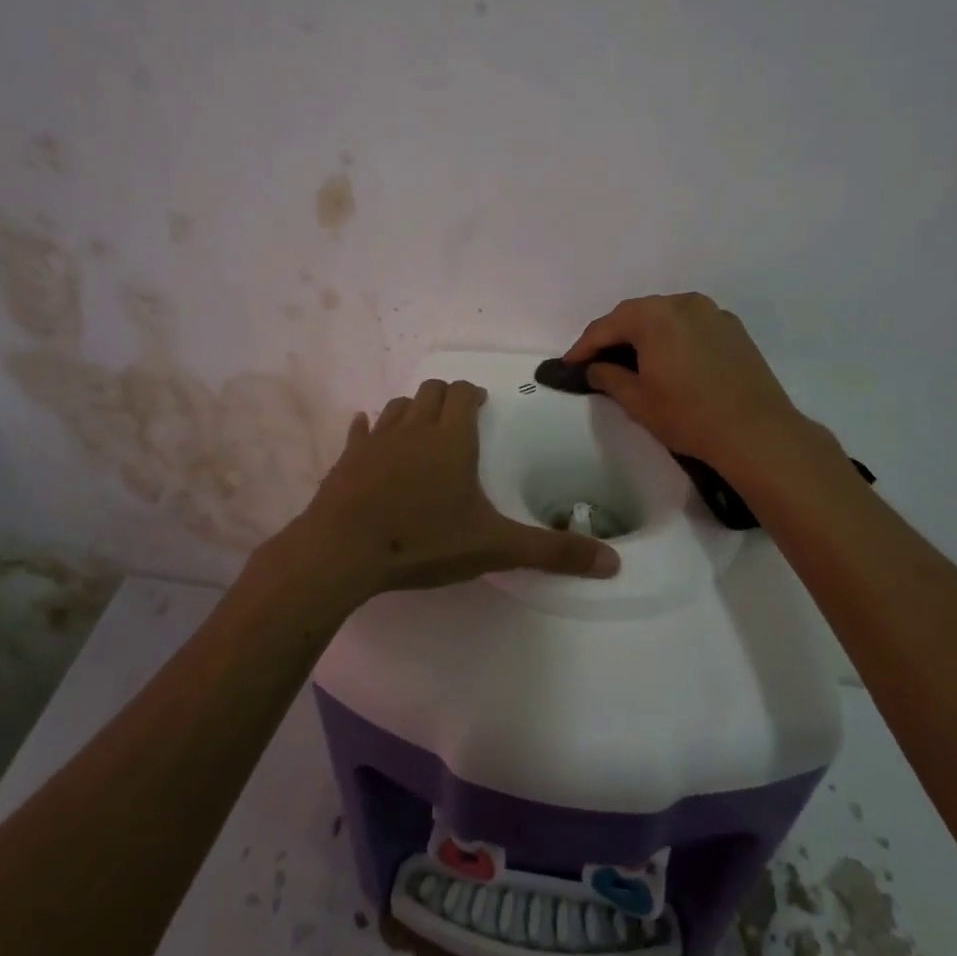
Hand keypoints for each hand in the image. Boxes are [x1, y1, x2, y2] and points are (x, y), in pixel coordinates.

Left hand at [265, 378, 618, 607]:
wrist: (343, 551)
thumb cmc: (423, 541)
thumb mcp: (494, 547)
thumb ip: (551, 553)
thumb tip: (613, 563)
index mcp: (451, 438)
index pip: (462, 394)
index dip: (473, 394)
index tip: (480, 404)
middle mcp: (414, 428)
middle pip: (430, 392)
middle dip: (444, 398)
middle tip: (456, 418)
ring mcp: (376, 441)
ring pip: (397, 407)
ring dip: (412, 410)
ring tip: (421, 430)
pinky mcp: (346, 459)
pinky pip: (359, 431)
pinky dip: (368, 430)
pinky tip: (367, 436)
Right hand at [564, 293, 819, 469]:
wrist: (756, 431)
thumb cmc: (688, 416)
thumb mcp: (637, 401)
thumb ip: (608, 377)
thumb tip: (595, 367)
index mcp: (654, 316)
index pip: (607, 326)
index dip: (584, 346)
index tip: (568, 364)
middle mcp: (682, 303)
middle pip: (636, 314)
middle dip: (613, 335)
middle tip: (596, 360)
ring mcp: (712, 312)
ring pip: (665, 316)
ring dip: (644, 334)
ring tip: (631, 359)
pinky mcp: (732, 328)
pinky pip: (690, 324)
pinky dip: (672, 336)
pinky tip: (669, 359)